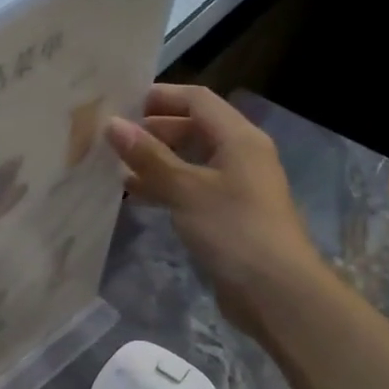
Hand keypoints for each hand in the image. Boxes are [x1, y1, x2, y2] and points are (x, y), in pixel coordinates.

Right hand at [106, 85, 324, 336]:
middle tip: (111, 137)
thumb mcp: (186, 188)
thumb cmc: (233, 229)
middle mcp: (239, 155)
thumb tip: (112, 123)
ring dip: (155, 160)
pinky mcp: (226, 214)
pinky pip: (190, 188)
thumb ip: (148, 156)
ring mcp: (234, 186)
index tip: (120, 102)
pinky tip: (135, 195)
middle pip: (193, 128)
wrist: (276, 292)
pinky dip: (164, 186)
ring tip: (114, 165)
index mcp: (238, 138)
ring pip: (189, 160)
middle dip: (153, 129)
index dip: (160, 96)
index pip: (197, 100)